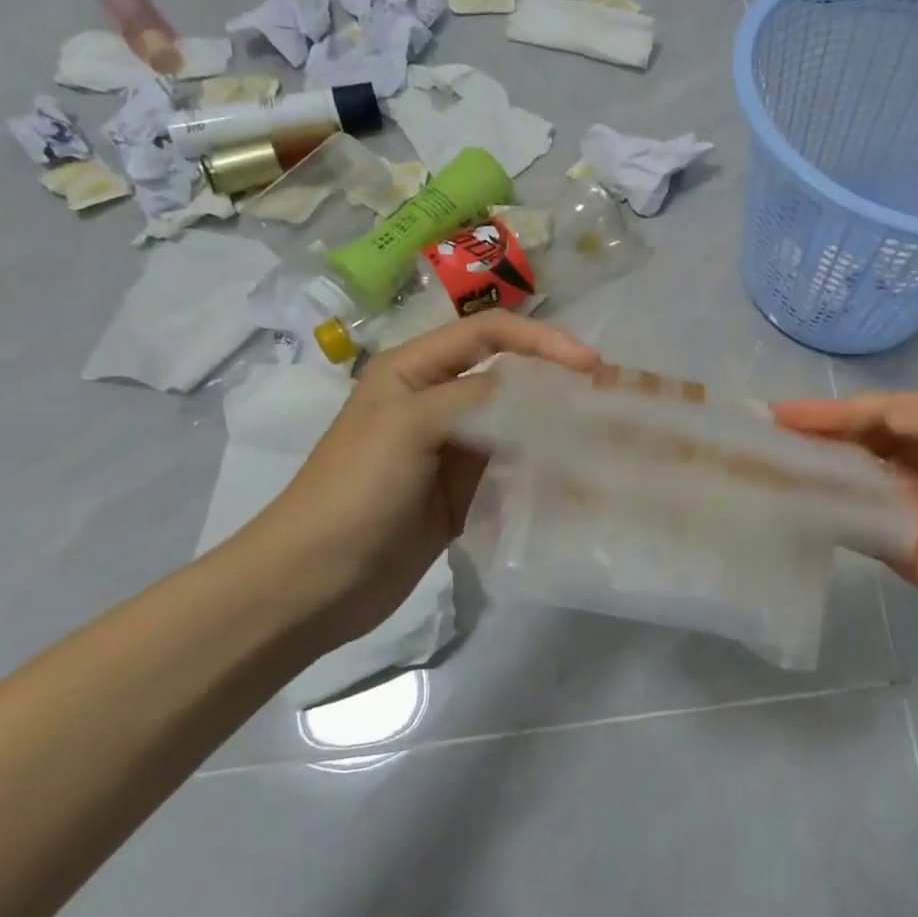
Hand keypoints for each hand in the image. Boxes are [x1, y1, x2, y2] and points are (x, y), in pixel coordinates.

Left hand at [232, 314, 599, 647]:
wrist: (313, 583)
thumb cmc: (355, 491)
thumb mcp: (410, 426)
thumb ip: (475, 397)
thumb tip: (539, 387)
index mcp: (413, 370)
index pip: (487, 333)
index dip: (540, 339)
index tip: (588, 363)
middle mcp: (435, 400)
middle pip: (506, 375)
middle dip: (554, 379)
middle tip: (603, 396)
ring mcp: (450, 448)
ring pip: (514, 422)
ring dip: (552, 424)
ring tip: (598, 434)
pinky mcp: (462, 491)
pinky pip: (510, 466)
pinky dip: (541, 466)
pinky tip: (571, 475)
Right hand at [773, 391, 917, 673]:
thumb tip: (886, 421)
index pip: (885, 411)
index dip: (838, 411)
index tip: (789, 413)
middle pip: (861, 437)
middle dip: (815, 431)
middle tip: (763, 430)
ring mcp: (909, 503)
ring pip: (851, 473)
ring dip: (812, 464)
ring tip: (765, 460)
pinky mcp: (899, 545)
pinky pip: (854, 518)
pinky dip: (822, 507)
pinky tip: (790, 502)